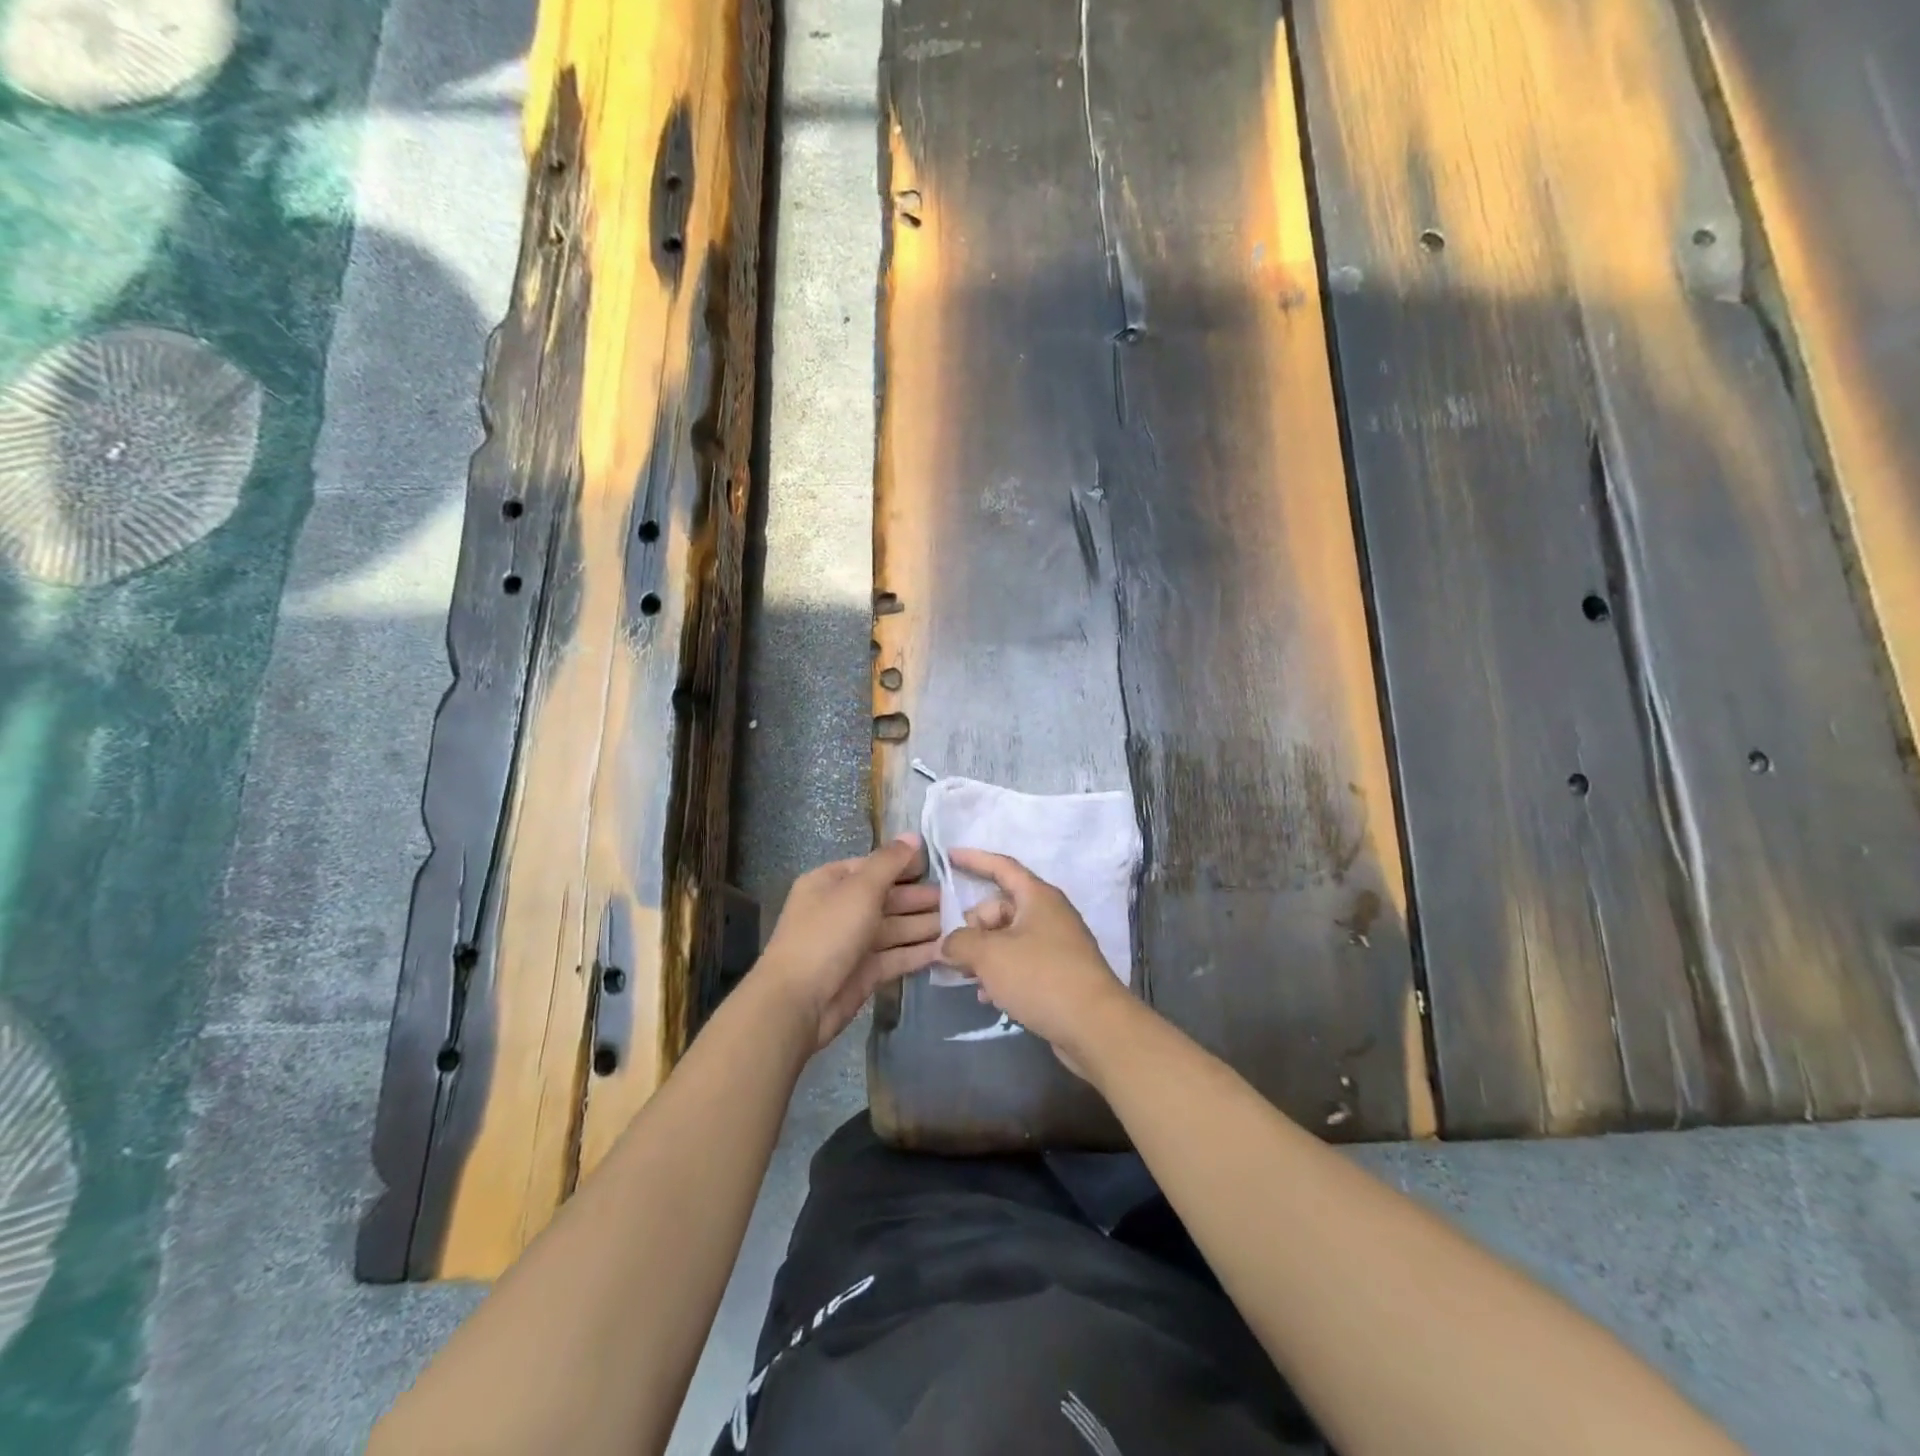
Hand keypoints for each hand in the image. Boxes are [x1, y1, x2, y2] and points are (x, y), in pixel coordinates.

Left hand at [757, 834, 941, 1048]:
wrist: (797, 1002)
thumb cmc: (827, 934)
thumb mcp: (860, 889)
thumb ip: (889, 862)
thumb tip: (913, 836)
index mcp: (830, 883)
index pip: (872, 867)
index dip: (904, 865)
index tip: (937, 866)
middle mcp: (840, 909)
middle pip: (886, 898)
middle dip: (919, 898)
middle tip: (957, 898)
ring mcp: (852, 943)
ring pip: (894, 929)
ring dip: (924, 925)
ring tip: (959, 922)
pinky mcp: (864, 973)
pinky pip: (895, 956)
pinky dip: (918, 952)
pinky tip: (945, 948)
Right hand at [939, 849, 1140, 1075]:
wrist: (1094, 1026)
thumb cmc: (1041, 977)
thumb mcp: (990, 955)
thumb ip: (960, 942)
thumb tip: (948, 943)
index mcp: (1037, 897)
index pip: (1002, 867)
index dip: (974, 859)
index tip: (948, 856)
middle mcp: (1049, 914)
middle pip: (1001, 908)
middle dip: (973, 926)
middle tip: (952, 950)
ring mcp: (1057, 945)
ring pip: (1009, 939)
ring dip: (984, 954)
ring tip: (965, 976)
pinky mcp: (1059, 974)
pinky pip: (1021, 963)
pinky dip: (1001, 973)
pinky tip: (987, 997)